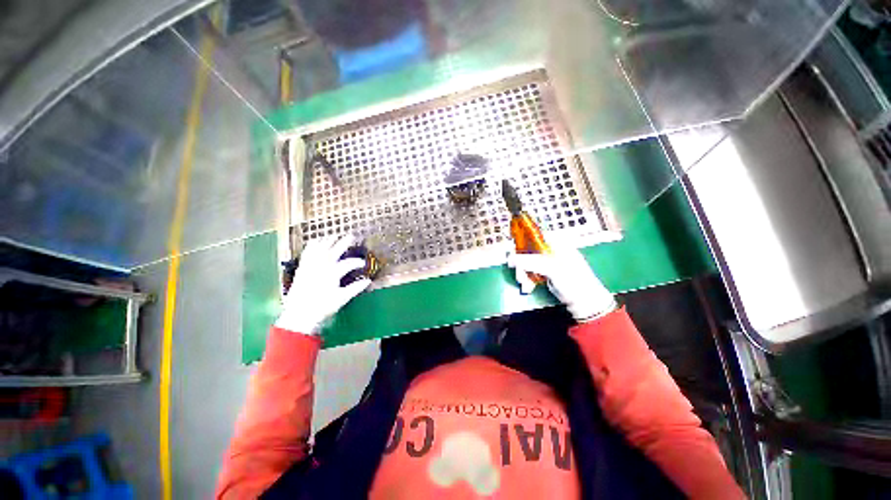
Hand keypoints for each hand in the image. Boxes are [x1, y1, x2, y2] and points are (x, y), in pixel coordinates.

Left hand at [275, 234, 370, 334]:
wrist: (299, 315)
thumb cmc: (322, 307)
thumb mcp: (342, 298)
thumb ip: (355, 288)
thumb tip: (368, 281)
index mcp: (332, 273)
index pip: (348, 264)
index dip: (357, 262)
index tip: (363, 263)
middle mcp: (321, 266)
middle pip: (334, 250)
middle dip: (344, 243)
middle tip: (351, 236)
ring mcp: (310, 266)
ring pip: (320, 248)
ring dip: (328, 241)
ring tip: (334, 235)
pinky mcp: (302, 268)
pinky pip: (307, 252)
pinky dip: (312, 245)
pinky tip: (315, 242)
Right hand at [507, 246, 616, 321]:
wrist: (584, 302)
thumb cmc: (573, 281)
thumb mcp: (552, 269)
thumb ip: (530, 262)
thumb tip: (510, 258)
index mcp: (557, 243)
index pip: (536, 234)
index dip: (523, 238)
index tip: (513, 248)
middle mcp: (551, 250)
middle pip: (528, 248)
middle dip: (521, 260)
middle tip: (517, 270)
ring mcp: (547, 261)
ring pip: (527, 260)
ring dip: (522, 271)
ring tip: (523, 281)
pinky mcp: (544, 272)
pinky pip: (530, 270)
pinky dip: (526, 276)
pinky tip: (527, 284)